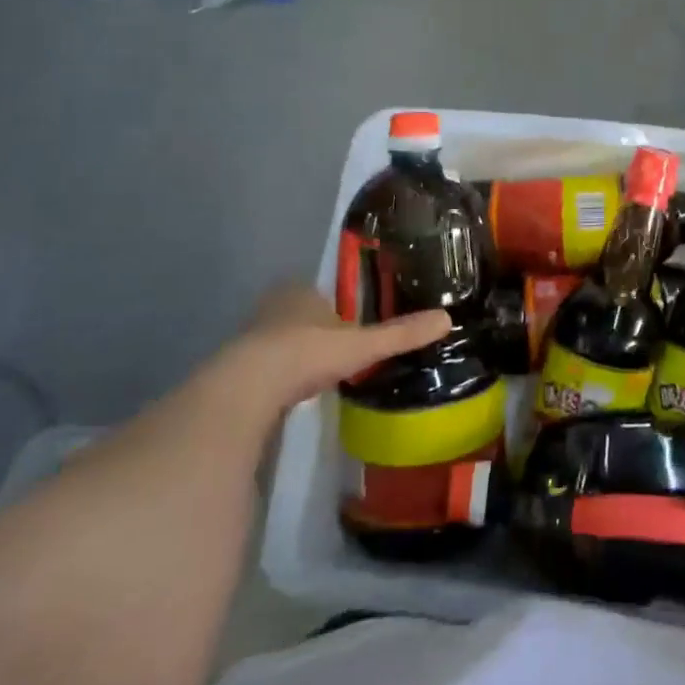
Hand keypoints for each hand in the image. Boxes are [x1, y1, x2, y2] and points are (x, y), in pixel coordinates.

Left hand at [238, 284, 450, 406]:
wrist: (247, 389)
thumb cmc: (307, 353)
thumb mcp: (362, 345)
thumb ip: (400, 334)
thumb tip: (447, 319)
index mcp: (301, 291)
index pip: (322, 291)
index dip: (337, 305)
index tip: (353, 322)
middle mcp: (274, 307)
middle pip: (301, 314)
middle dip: (317, 329)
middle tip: (341, 348)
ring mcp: (251, 337)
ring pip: (282, 340)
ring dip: (297, 353)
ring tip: (321, 373)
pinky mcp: (237, 369)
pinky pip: (267, 366)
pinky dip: (281, 376)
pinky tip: (294, 392)